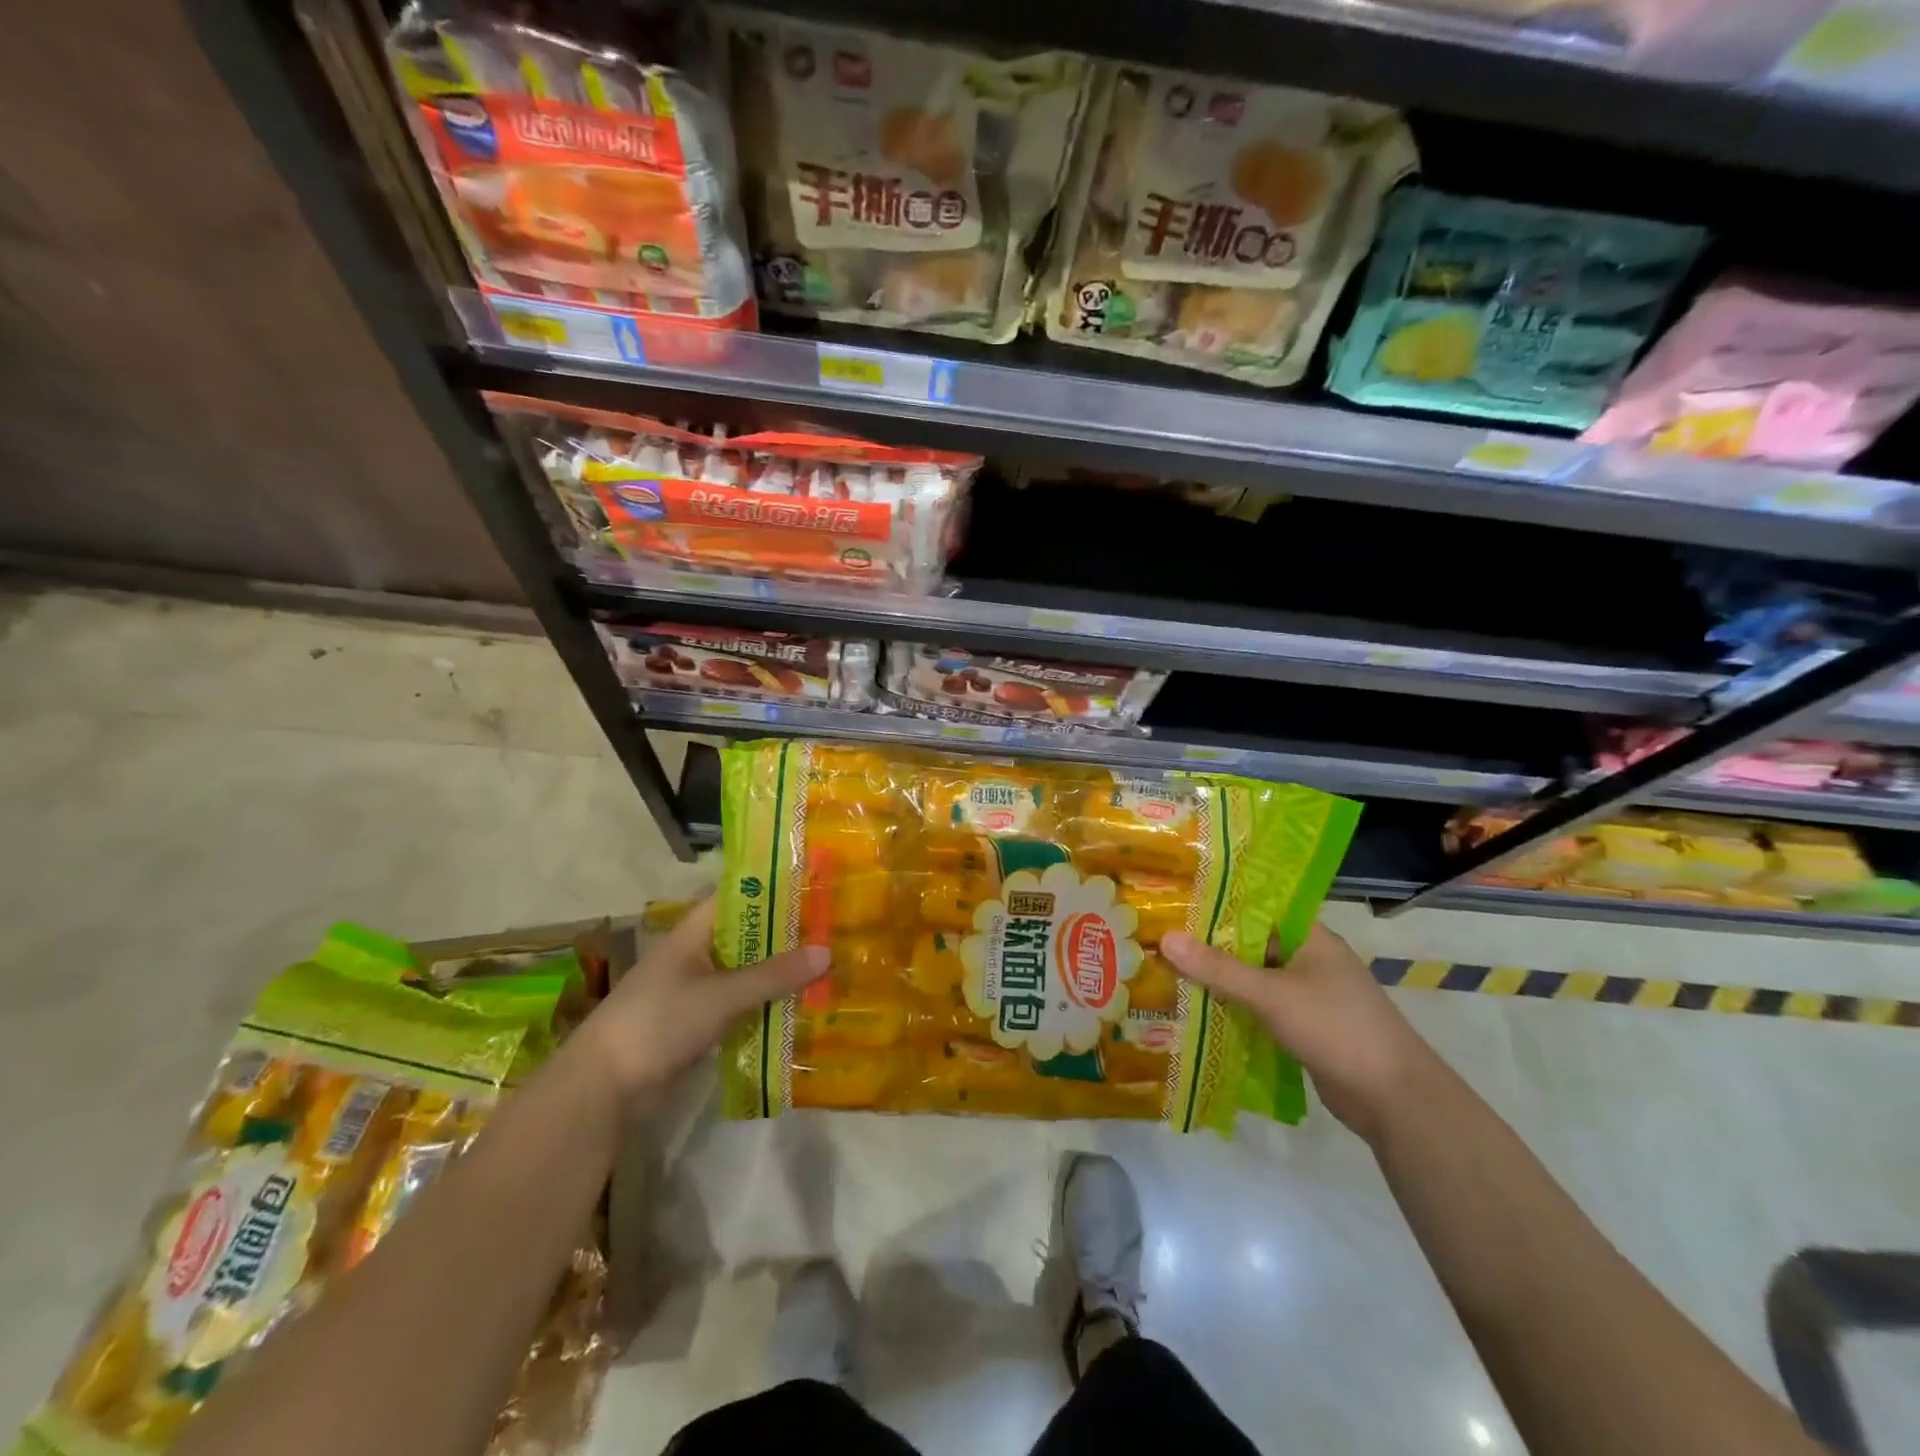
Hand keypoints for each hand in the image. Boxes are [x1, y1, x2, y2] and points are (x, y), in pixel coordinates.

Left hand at [573, 897, 827, 1103]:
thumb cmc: (659, 1022)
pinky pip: (738, 1002)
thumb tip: (827, 952)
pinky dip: (763, 1002)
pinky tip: (796, 1006)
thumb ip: (773, 975)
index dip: (772, 889)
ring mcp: (693, 989)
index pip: (736, 896)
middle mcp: (694, 954)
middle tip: (831, 930)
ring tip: (824, 965)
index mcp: (692, 933)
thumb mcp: (721, 996)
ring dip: (776, 972)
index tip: (813, 887)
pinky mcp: (695, 1022)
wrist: (603, 1087)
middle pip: (745, 935)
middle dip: (784, 935)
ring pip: (744, 971)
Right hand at [1160, 921, 1439, 1142]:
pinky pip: (1263, 1007)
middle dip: (1211, 944)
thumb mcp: (1270, 994)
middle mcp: (1310, 959)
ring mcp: (1310, 994)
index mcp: (1311, 937)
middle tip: (1162, 937)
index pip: (1258, 907)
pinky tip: (1201, 1009)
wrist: (1395, 1099)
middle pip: (1253, 943)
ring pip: (1256, 977)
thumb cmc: (1335, 1028)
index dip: (1219, 903)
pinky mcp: (1307, 1026)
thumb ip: (1217, 968)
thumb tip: (1165, 938)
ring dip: (1222, 979)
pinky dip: (1237, 1007)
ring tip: (1171, 970)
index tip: (1177, 901)